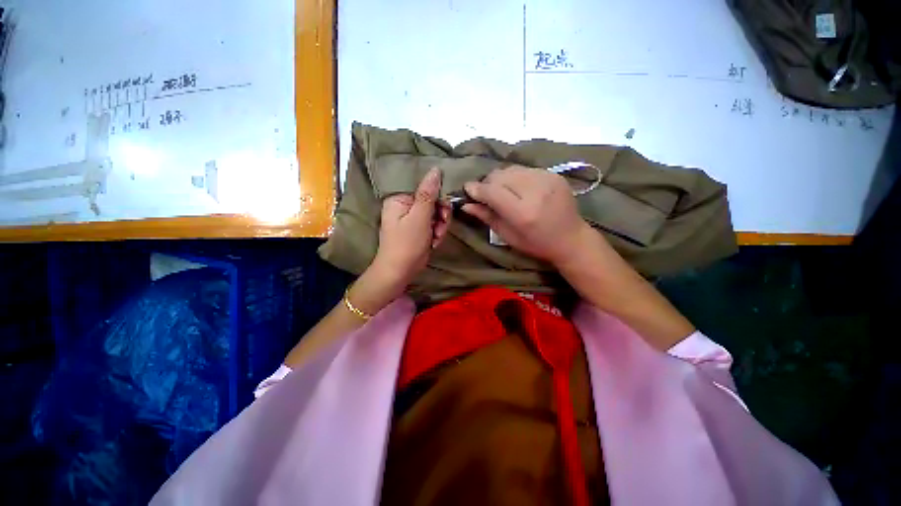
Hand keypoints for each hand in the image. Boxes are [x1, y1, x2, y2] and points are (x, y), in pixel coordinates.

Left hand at [357, 168, 450, 309]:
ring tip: (436, 237)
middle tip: (441, 224)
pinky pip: (434, 224)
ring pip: (436, 212)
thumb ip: (428, 193)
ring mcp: (413, 218)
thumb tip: (435, 170)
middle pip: (432, 199)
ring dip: (440, 225)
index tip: (445, 205)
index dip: (437, 194)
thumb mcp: (419, 217)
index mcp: (400, 198)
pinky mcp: (419, 228)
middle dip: (441, 214)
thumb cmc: (407, 243)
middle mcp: (406, 205)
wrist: (400, 271)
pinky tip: (434, 242)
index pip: (423, 185)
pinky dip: (437, 233)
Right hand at [462, 166, 594, 265]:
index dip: (477, 189)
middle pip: (500, 175)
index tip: (467, 189)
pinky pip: (524, 169)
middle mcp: (535, 191)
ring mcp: (547, 179)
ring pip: (511, 169)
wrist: (571, 238)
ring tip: (501, 191)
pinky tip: (517, 188)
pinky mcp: (554, 174)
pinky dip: (515, 177)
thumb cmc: (536, 244)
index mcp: (523, 213)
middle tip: (485, 194)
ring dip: (500, 178)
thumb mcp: (508, 236)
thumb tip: (465, 204)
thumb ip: (487, 217)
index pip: (493, 191)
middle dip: (488, 183)